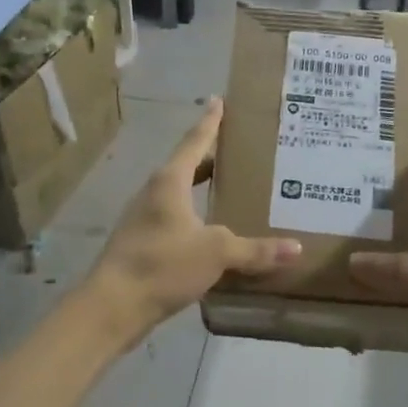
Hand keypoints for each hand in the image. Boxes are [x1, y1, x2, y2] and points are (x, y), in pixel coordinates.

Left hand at [85, 98, 300, 343]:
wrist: (111, 306)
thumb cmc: (162, 265)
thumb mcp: (216, 253)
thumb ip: (255, 250)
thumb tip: (296, 248)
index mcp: (170, 181)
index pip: (195, 142)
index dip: (210, 122)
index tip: (218, 100)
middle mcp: (154, 192)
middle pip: (186, 165)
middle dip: (211, 156)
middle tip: (239, 147)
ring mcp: (144, 217)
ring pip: (179, 192)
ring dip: (201, 186)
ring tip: (229, 185)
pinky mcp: (142, 242)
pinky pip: (174, 217)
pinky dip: (195, 213)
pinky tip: (211, 229)